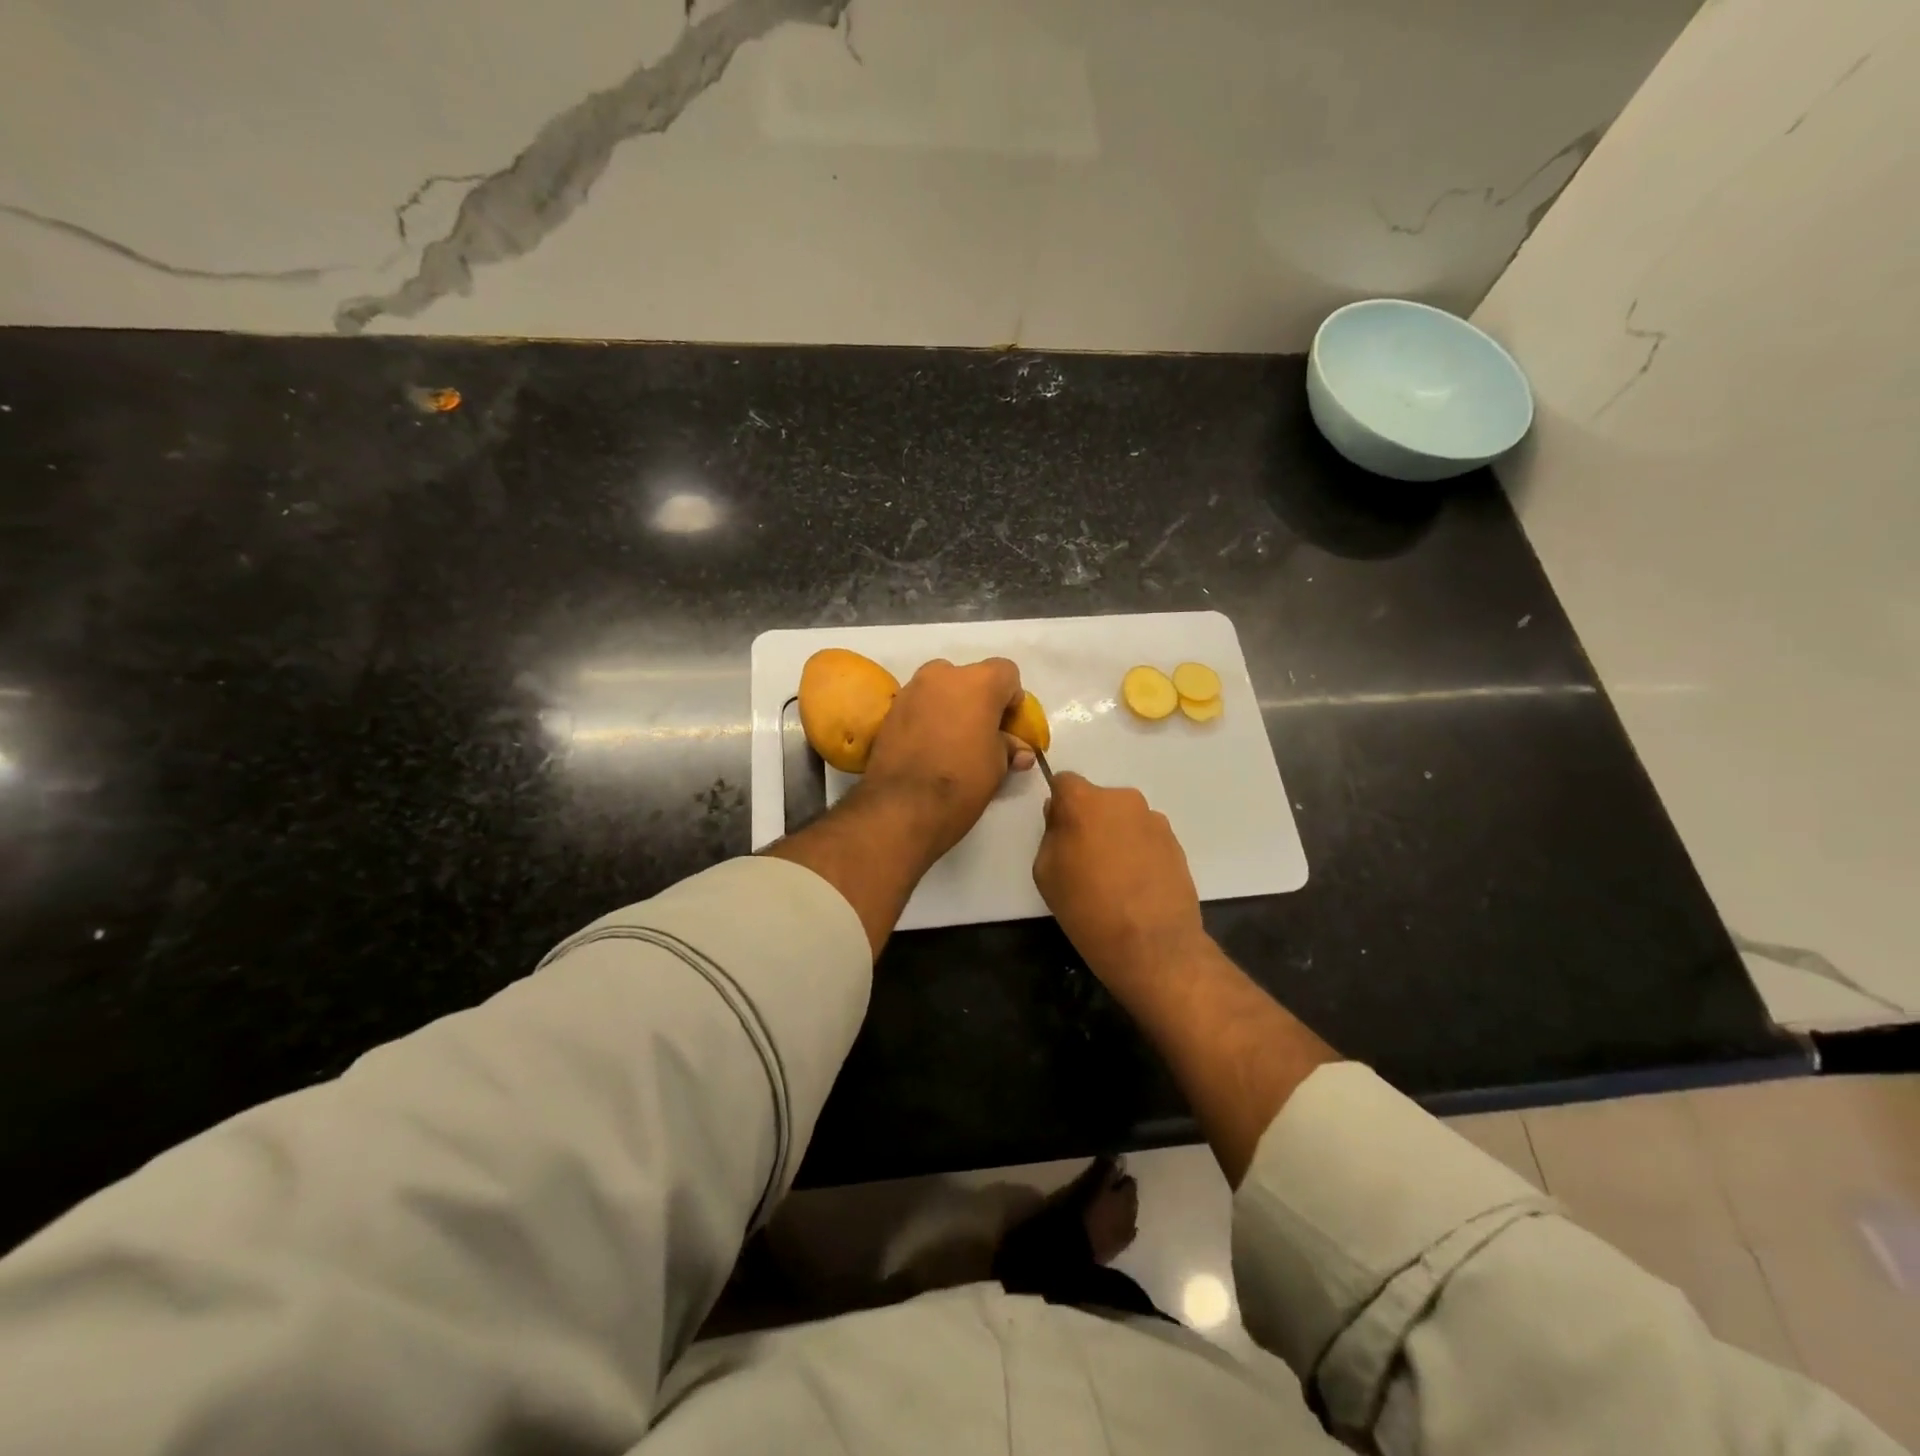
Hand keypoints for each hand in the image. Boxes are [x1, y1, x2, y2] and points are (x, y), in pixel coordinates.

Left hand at [859, 657, 1032, 867]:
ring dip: (951, 706)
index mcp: (979, 682)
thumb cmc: (962, 781)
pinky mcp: (891, 708)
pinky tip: (929, 747)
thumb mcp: (998, 766)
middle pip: (971, 678)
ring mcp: (912, 689)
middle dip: (979, 701)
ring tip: (952, 742)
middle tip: (981, 734)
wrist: (903, 805)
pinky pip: (919, 704)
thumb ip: (1009, 746)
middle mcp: (944, 674)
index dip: (1011, 699)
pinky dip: (928, 717)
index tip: (1008, 727)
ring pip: (941, 689)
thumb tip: (1019, 749)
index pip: (1006, 673)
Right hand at [1032, 772, 1206, 995]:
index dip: (1059, 805)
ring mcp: (1153, 819)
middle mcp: (1122, 800)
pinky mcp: (1175, 842)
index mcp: (1084, 801)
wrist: (1152, 943)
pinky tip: (1136, 884)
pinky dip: (1138, 851)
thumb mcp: (1045, 872)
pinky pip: (1145, 836)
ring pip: (1123, 818)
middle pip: (1097, 800)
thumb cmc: (1086, 906)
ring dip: (1116, 835)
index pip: (1064, 782)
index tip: (1059, 833)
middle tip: (1085, 859)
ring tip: (1115, 877)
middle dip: (1089, 820)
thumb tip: (1063, 820)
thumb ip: (1051, 834)